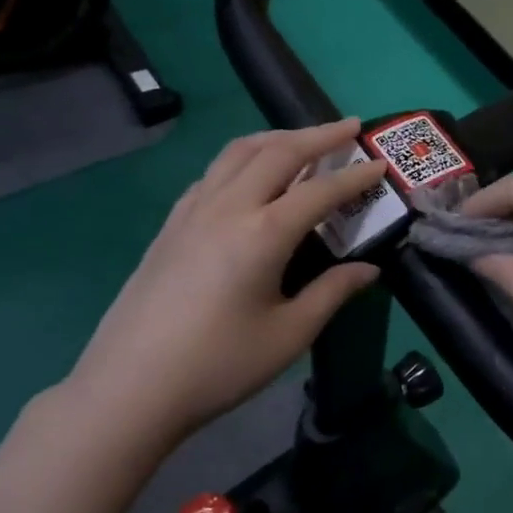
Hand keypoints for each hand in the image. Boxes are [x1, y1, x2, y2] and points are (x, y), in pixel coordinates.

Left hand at [62, 121, 386, 443]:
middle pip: (277, 152)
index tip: (381, 164)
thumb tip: (369, 269)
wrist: (131, 386)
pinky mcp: (171, 224)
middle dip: (318, 135)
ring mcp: (192, 211)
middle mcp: (227, 207)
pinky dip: (242, 159)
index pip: (319, 190)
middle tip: (350, 127)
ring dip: (276, 137)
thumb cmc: (219, 365)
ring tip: (303, 139)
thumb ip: (332, 293)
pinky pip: (213, 173)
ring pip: (238, 152)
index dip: (355, 176)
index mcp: (263, 233)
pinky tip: (249, 176)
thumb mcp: (288, 335)